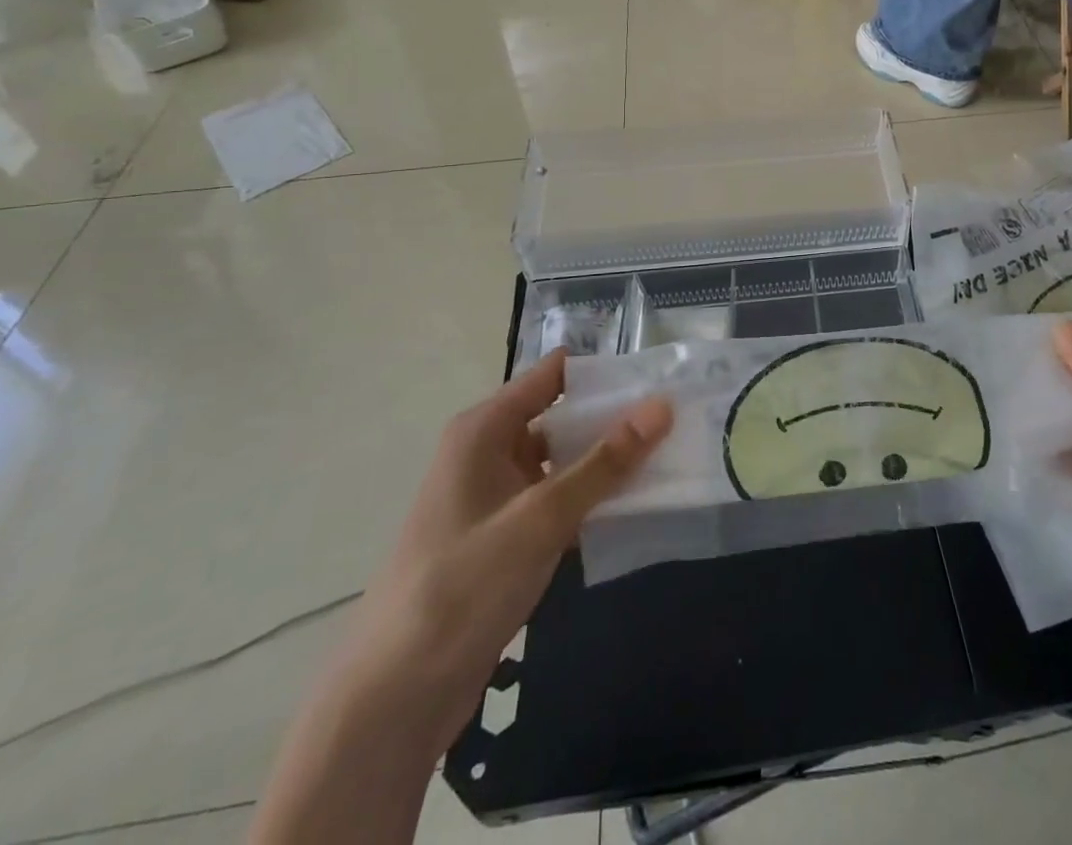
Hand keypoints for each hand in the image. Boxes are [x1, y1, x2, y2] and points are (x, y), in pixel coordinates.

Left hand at [346, 350, 672, 741]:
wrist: (394, 700)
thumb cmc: (462, 586)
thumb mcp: (541, 517)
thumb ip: (604, 462)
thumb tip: (662, 405)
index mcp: (484, 430)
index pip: (552, 375)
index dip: (603, 372)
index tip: (657, 376)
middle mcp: (487, 453)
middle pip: (561, 417)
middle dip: (614, 419)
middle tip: (677, 419)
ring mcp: (494, 499)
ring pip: (562, 463)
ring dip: (606, 463)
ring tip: (669, 457)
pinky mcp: (503, 540)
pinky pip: (556, 503)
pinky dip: (591, 502)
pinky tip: (635, 508)